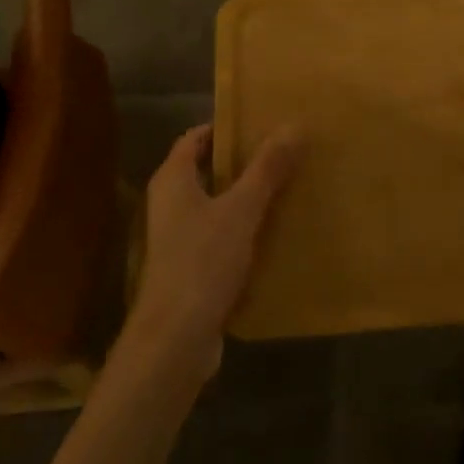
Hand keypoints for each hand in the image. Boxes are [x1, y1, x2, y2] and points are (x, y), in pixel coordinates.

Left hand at [129, 123, 302, 378]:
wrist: (175, 340)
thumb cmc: (202, 262)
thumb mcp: (241, 210)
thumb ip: (267, 169)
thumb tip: (294, 125)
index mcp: (173, 180)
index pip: (195, 138)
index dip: (225, 127)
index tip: (262, 123)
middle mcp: (169, 204)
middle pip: (207, 170)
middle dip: (243, 162)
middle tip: (283, 152)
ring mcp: (177, 238)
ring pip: (215, 205)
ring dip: (246, 197)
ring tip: (287, 187)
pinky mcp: (190, 267)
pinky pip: (220, 236)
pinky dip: (243, 229)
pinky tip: (274, 232)